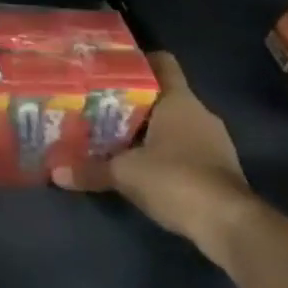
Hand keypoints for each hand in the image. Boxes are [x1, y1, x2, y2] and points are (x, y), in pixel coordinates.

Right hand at [52, 52, 257, 266]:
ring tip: (112, 134)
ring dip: (147, 128)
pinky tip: (138, 163)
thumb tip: (55, 173)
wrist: (232, 227)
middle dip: (132, 100)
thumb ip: (90, 170)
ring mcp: (214, 142)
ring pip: (173, 123)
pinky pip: (184, 148)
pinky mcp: (218, 169)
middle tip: (97, 103)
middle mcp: (200, 114)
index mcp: (179, 101)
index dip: (138, 60)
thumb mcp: (125, 173)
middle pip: (162, 95)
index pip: (162, 63)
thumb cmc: (177, 180)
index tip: (109, 67)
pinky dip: (162, 152)